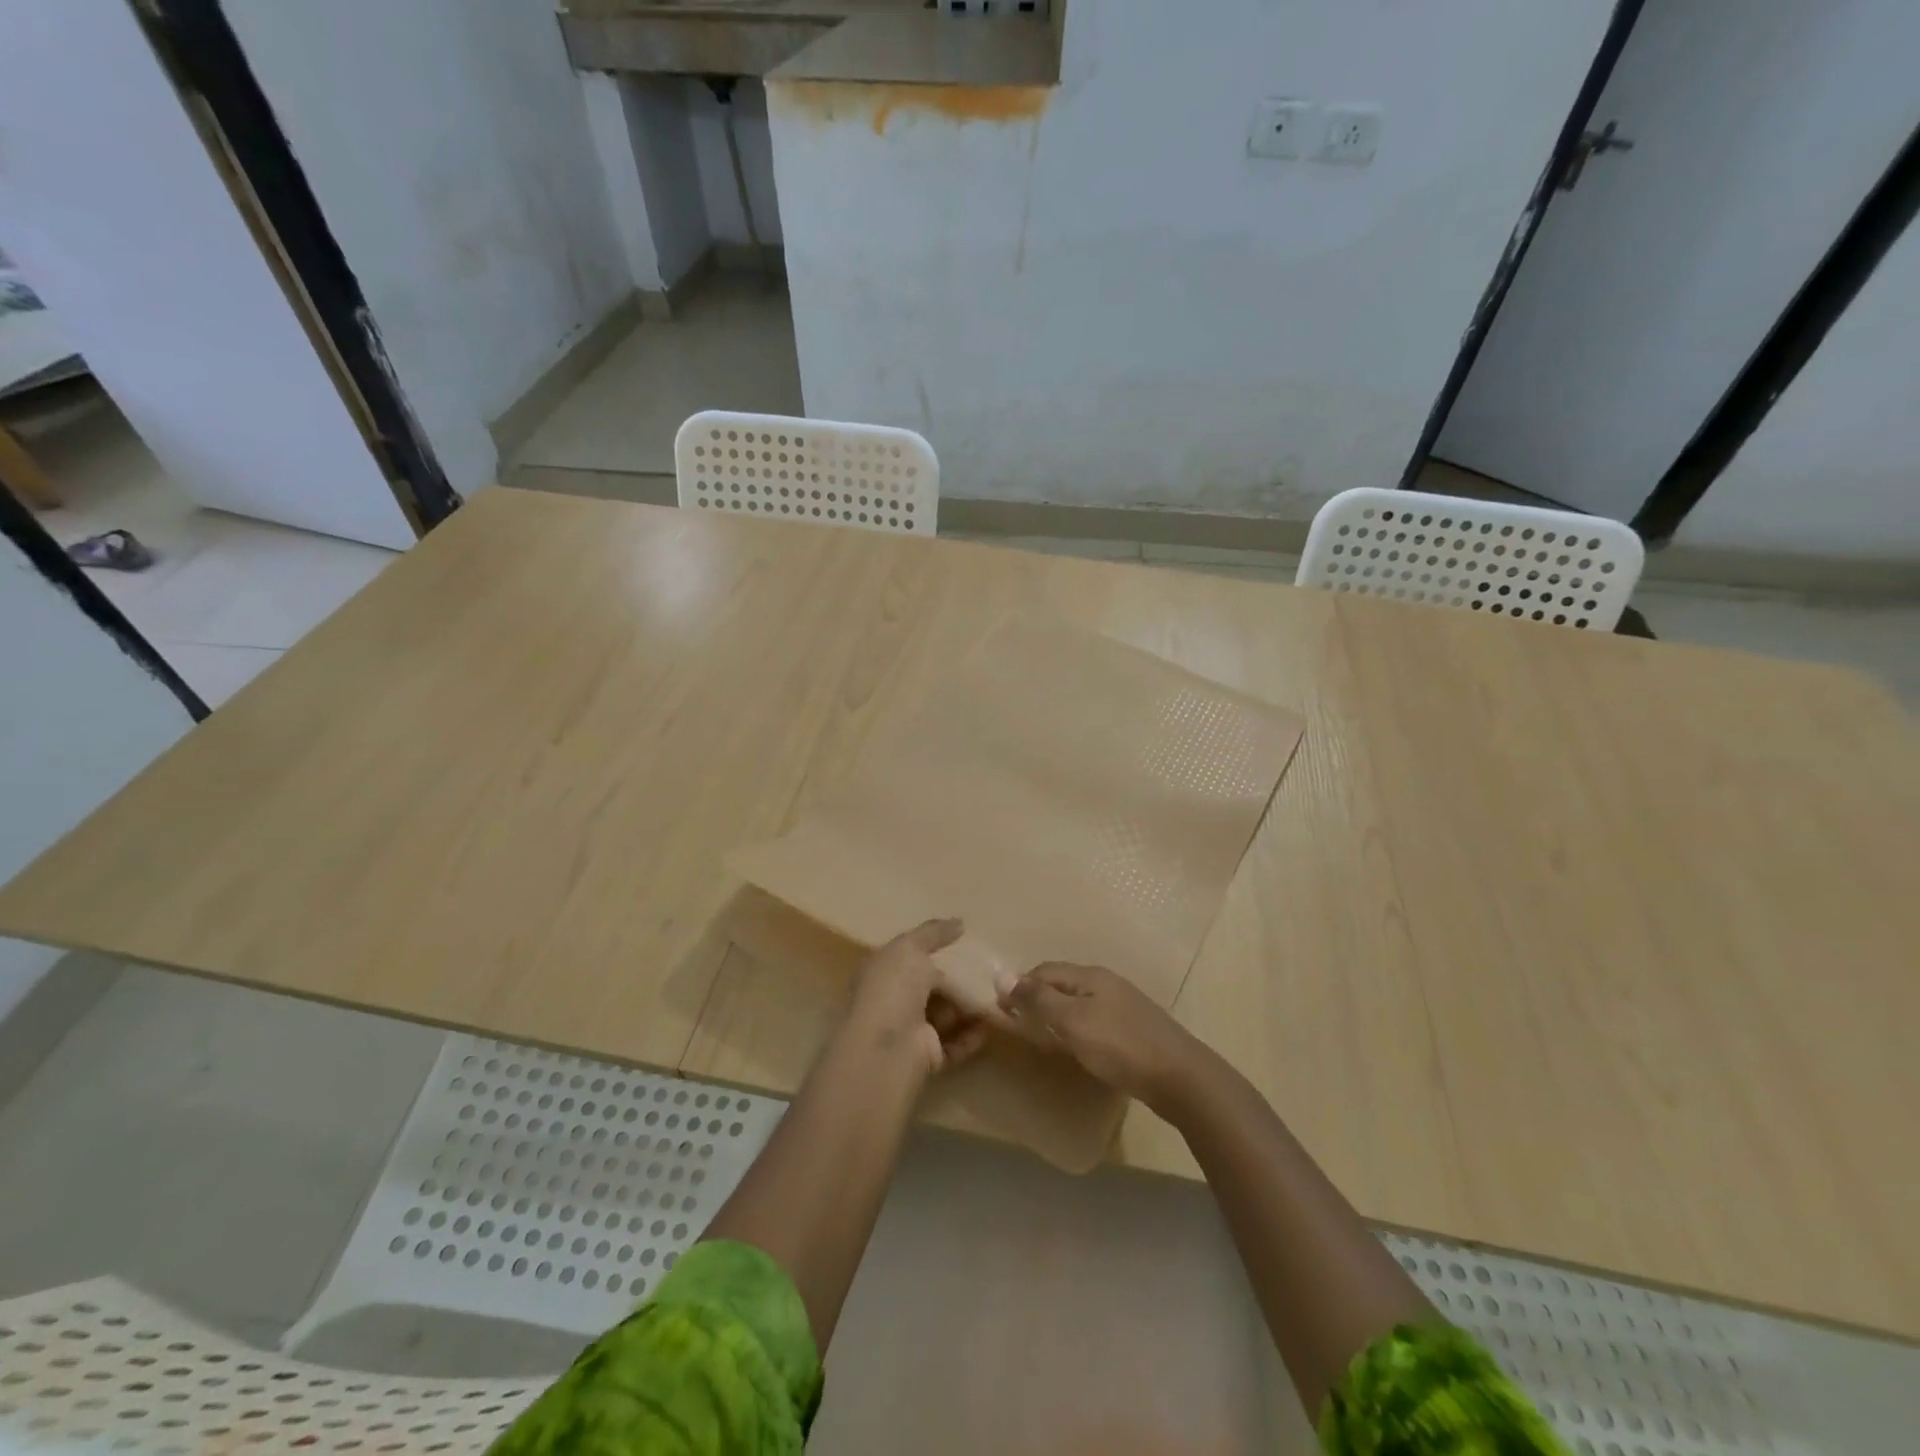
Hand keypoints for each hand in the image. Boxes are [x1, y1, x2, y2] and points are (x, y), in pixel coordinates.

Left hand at [844, 918, 989, 1076]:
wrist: (889, 1047)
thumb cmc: (893, 988)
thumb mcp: (910, 948)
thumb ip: (934, 933)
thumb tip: (959, 922)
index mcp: (883, 972)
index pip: (910, 958)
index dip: (934, 950)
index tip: (965, 944)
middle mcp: (894, 1001)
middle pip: (932, 987)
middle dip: (958, 981)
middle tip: (989, 973)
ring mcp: (910, 1031)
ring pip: (946, 1015)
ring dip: (969, 1008)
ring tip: (997, 997)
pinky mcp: (927, 1056)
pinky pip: (955, 1043)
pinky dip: (972, 1034)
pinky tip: (989, 1025)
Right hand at [997, 962, 1203, 1111]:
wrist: (1181, 1077)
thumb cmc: (1119, 1046)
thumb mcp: (1072, 1022)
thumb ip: (1038, 1000)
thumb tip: (1002, 975)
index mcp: (1090, 976)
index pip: (1044, 971)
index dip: (1020, 986)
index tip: (1001, 1010)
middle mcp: (1106, 983)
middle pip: (1062, 984)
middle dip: (1037, 999)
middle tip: (1018, 1026)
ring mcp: (1123, 1005)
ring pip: (1079, 1003)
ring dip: (1056, 1015)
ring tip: (1042, 1037)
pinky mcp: (1134, 1029)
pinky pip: (1094, 1020)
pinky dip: (1076, 1028)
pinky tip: (1077, 1047)